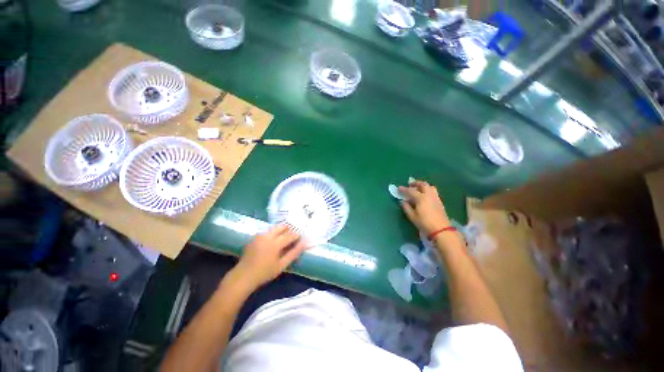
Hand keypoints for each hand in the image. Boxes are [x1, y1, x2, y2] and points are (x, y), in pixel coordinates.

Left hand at [232, 224, 308, 290]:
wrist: (243, 276)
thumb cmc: (265, 273)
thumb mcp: (282, 265)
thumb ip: (294, 253)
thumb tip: (305, 243)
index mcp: (275, 243)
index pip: (290, 234)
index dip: (297, 235)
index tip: (300, 239)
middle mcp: (267, 236)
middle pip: (282, 226)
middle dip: (289, 230)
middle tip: (291, 238)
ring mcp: (260, 235)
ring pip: (274, 228)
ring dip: (281, 231)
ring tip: (282, 241)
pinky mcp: (254, 237)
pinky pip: (267, 231)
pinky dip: (273, 234)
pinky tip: (272, 243)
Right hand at [399, 180, 450, 235]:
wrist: (441, 230)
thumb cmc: (424, 223)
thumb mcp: (412, 216)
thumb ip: (406, 207)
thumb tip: (402, 201)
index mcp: (421, 198)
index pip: (411, 190)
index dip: (404, 189)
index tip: (398, 188)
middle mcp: (429, 195)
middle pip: (423, 184)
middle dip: (416, 183)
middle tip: (410, 185)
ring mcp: (435, 198)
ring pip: (430, 187)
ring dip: (423, 186)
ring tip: (418, 189)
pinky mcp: (440, 202)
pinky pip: (433, 192)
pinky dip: (428, 190)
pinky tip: (425, 196)